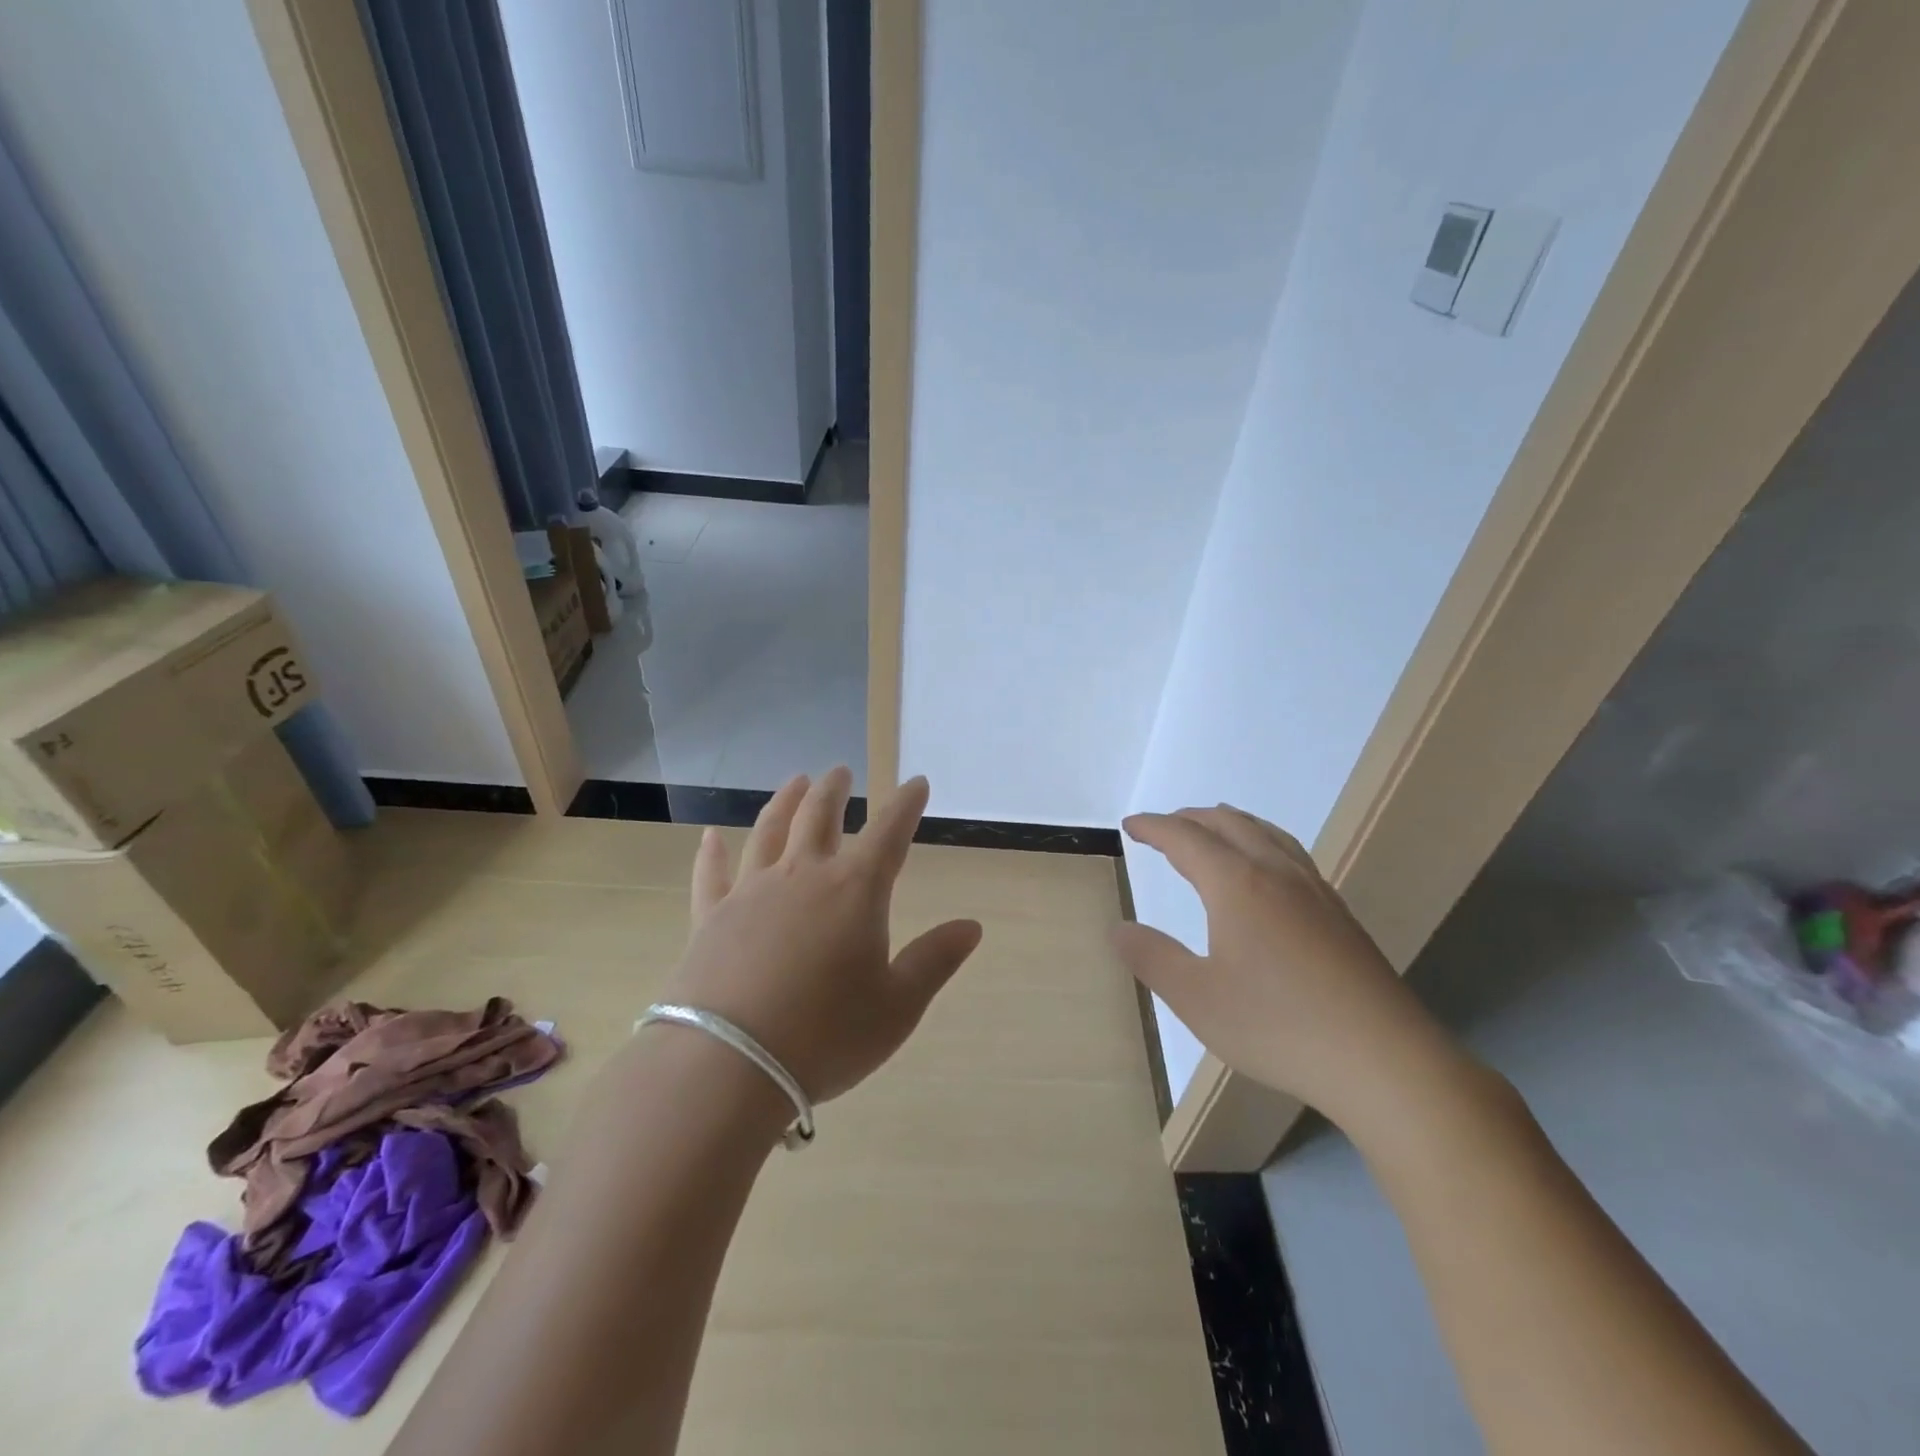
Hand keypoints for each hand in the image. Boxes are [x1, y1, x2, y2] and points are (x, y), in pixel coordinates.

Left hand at [659, 768, 982, 1105]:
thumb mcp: (897, 1005)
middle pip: (820, 816)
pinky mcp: (710, 917)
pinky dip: (712, 853)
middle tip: (841, 771)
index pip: (889, 831)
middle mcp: (803, 875)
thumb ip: (934, 960)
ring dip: (785, 801)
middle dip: (835, 790)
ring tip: (796, 781)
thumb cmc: (826, 1035)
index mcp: (855, 890)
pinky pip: (711, 874)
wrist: (729, 1065)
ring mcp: (751, 891)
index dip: (906, 804)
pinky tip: (710, 836)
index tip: (916, 782)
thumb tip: (972, 926)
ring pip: (770, 830)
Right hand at [1114, 805, 1456, 1130]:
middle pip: (1228, 824)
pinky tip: (1267, 871)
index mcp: (1237, 884)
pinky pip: (1291, 854)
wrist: (1385, 1061)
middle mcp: (1276, 873)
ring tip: (1213, 828)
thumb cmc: (1278, 1026)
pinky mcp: (1339, 914)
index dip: (1154, 827)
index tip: (1131, 825)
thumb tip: (1119, 929)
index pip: (1186, 838)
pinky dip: (1262, 841)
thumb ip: (1152, 958)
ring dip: (1230, 823)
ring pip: (1266, 833)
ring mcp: (1314, 891)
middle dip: (1191, 819)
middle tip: (1164, 827)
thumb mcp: (1197, 998)